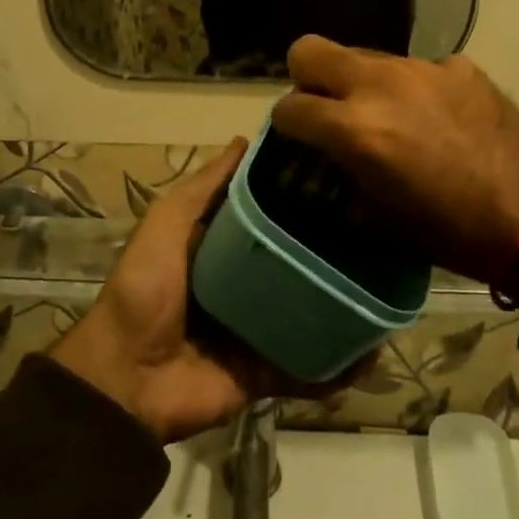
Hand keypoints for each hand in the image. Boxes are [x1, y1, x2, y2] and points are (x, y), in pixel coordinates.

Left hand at [55, 140, 367, 441]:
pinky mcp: (267, 372)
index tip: (341, 176)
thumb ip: (204, 187)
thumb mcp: (168, 223)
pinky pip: (310, 367)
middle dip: (331, 250)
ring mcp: (258, 331)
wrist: (127, 378)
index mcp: (221, 249)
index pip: (269, 216)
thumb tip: (244, 139)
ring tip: (390, 285)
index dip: (298, 197)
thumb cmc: (145, 288)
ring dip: (344, 304)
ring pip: (311, 312)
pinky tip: (375, 348)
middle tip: (380, 230)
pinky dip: (340, 363)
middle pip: (295, 262)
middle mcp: (244, 286)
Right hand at [271, 36, 518, 282]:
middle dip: (306, 78)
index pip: (289, 106)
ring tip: (392, 116)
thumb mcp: (376, 216)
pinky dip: (415, 89)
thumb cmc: (449, 232)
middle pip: (310, 50)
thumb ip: (343, 171)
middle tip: (327, 107)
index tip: (299, 137)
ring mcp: (423, 68)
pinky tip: (438, 118)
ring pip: (366, 57)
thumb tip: (334, 153)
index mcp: (355, 128)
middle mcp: (380, 85)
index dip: (287, 124)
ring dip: (365, 83)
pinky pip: (418, 69)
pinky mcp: (460, 66)